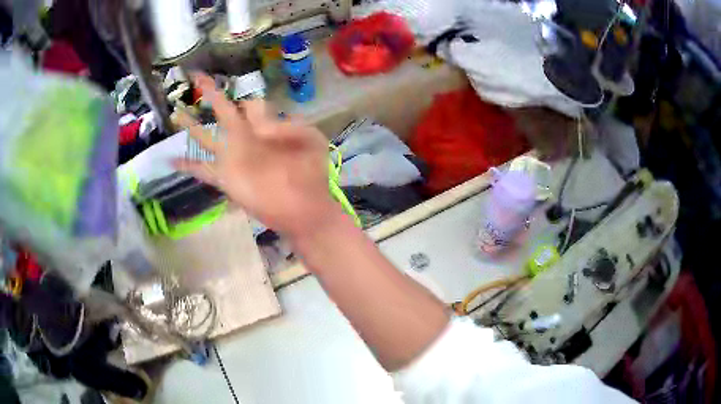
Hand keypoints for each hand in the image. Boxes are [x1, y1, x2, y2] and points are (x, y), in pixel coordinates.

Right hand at [173, 73, 339, 238]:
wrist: (302, 208)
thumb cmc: (309, 173)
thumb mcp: (309, 139)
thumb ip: (288, 123)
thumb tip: (264, 119)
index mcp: (266, 127)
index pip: (251, 105)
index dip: (247, 101)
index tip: (241, 97)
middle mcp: (246, 138)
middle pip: (224, 111)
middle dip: (211, 94)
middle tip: (198, 78)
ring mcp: (233, 158)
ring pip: (207, 137)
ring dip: (191, 125)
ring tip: (176, 111)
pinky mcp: (225, 178)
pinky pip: (201, 169)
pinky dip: (186, 166)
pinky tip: (170, 160)